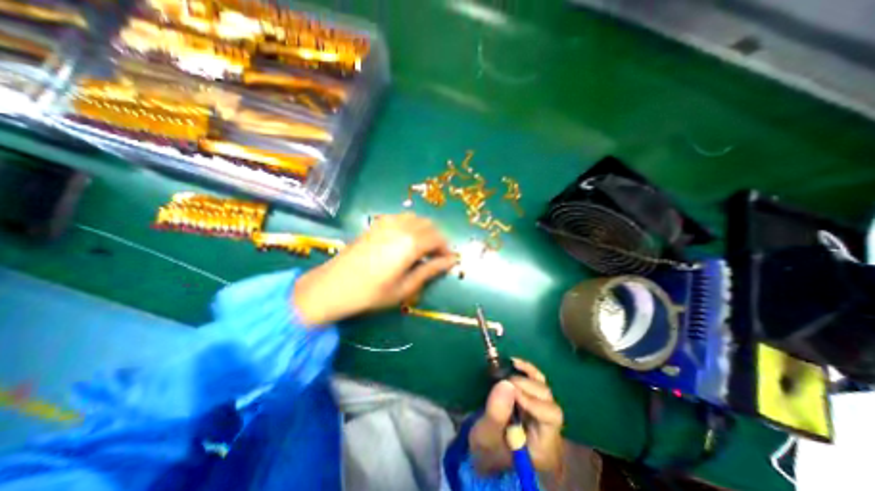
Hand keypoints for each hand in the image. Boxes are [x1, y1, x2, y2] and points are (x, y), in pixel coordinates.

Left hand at [293, 214, 457, 323]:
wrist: (333, 286)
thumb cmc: (371, 293)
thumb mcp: (405, 287)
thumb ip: (429, 270)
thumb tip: (451, 262)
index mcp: (410, 244)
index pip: (438, 239)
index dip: (446, 249)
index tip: (449, 261)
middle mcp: (400, 228)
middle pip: (429, 225)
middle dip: (438, 239)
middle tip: (437, 256)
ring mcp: (387, 223)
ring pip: (416, 218)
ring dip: (425, 230)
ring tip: (423, 248)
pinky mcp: (376, 224)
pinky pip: (401, 217)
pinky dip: (411, 224)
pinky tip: (406, 238)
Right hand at [469, 358, 562, 477]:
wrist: (482, 448)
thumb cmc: (486, 449)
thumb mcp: (486, 437)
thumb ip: (496, 415)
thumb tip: (506, 383)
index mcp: (543, 445)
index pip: (550, 417)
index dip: (533, 401)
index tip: (511, 392)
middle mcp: (548, 427)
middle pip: (548, 400)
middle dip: (526, 387)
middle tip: (504, 382)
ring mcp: (540, 409)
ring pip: (543, 387)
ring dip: (526, 376)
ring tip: (507, 373)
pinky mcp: (530, 397)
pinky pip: (535, 379)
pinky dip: (526, 369)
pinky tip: (514, 362)